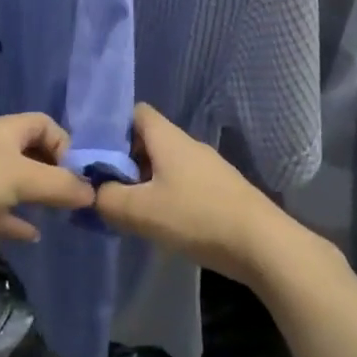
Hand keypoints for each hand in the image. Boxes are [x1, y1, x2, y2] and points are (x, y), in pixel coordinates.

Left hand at [0, 113, 94, 253]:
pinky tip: (32, 236)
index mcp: (8, 131)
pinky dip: (14, 222)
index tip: (80, 174)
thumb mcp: (21, 177)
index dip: (65, 144)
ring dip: (36, 198)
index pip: (45, 126)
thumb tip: (94, 193)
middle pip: (32, 155)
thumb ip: (59, 185)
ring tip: (61, 217)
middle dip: (54, 174)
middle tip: (76, 200)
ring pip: (15, 185)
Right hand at [94, 104, 298, 285]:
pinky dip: (166, 195)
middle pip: (148, 140)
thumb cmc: (197, 217)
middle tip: (106, 188)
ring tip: (130, 209)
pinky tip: (162, 222)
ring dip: (145, 181)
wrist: (262, 243)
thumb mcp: (141, 211)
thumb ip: (107, 199)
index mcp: (168, 138)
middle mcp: (188, 144)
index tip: (94, 154)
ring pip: (166, 163)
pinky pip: (183, 182)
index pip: (135, 112)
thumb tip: (93, 192)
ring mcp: (208, 166)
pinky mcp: (221, 190)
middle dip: (124, 160)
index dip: (112, 127)